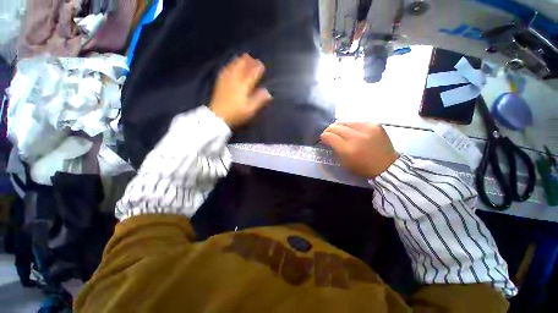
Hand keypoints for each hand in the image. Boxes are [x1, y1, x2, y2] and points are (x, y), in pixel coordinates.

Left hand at [209, 53, 272, 126]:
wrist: (218, 116)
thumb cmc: (236, 113)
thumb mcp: (250, 109)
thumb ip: (259, 100)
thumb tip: (268, 93)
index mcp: (243, 85)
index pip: (252, 72)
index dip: (257, 68)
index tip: (262, 65)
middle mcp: (235, 79)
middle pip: (242, 65)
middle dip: (248, 61)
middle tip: (254, 60)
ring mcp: (226, 79)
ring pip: (233, 65)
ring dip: (240, 60)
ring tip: (244, 58)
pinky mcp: (220, 82)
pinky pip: (226, 69)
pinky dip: (231, 64)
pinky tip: (231, 65)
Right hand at [321, 122, 398, 177]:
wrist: (387, 166)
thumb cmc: (362, 168)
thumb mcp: (344, 163)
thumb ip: (334, 149)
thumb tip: (327, 139)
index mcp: (348, 149)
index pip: (329, 136)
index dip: (323, 136)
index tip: (323, 138)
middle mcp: (356, 137)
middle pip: (336, 127)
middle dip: (329, 130)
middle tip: (329, 133)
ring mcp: (367, 128)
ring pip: (345, 121)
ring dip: (339, 126)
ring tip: (339, 131)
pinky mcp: (375, 124)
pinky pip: (357, 121)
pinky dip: (351, 126)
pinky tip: (353, 131)